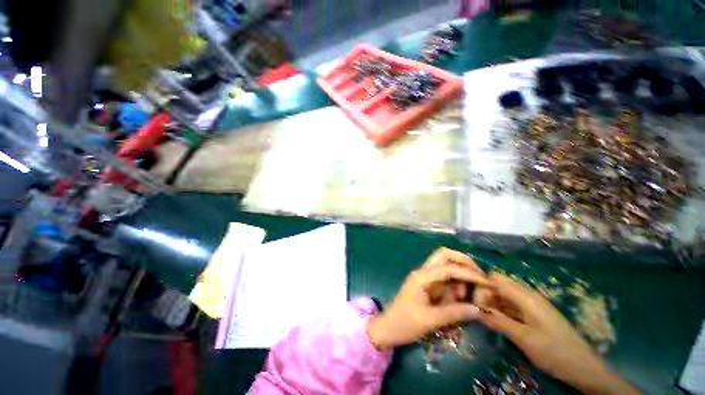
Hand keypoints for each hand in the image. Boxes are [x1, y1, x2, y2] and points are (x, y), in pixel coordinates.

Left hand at [366, 248, 490, 349]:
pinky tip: (462, 298)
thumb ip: (454, 313)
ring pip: (446, 265)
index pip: (448, 268)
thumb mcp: (429, 320)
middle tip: (481, 279)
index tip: (487, 283)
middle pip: (444, 255)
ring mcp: (425, 278)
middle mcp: (424, 272)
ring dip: (461, 275)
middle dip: (464, 262)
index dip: (468, 273)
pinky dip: (456, 284)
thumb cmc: (404, 324)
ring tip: (471, 295)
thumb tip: (480, 309)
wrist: (388, 328)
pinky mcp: (428, 286)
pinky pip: (445, 279)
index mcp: (422, 276)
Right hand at [478, 273, 640, 394]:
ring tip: (480, 312)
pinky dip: (502, 308)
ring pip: (506, 294)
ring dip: (492, 300)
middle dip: (485, 292)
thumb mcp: (524, 338)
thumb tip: (473, 308)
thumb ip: (498, 321)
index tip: (468, 295)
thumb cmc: (554, 351)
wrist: (585, 368)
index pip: (496, 279)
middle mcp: (529, 296)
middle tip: (474, 306)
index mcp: (526, 297)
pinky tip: (496, 318)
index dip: (481, 283)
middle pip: (500, 284)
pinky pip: (513, 304)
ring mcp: (533, 305)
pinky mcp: (535, 314)